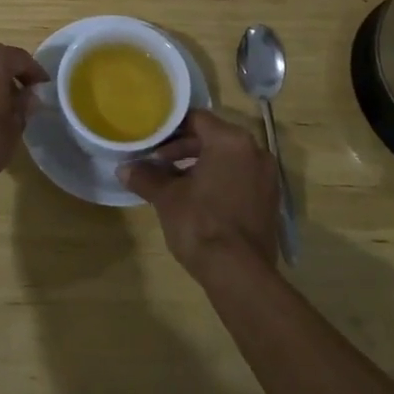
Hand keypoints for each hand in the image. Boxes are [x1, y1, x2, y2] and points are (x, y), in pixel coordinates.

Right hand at [122, 109, 279, 279]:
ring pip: (227, 159)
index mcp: (231, 141)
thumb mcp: (167, 197)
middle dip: (184, 148)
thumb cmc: (200, 223)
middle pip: (213, 138)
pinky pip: (240, 178)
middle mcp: (255, 151)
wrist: (239, 273)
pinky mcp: (270, 200)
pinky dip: (219, 181)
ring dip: (200, 166)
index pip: (197, 119)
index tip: (152, 141)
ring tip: (173, 182)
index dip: (171, 129)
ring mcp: (267, 177)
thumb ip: (146, 177)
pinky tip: (196, 199)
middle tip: (158, 162)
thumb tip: (124, 168)